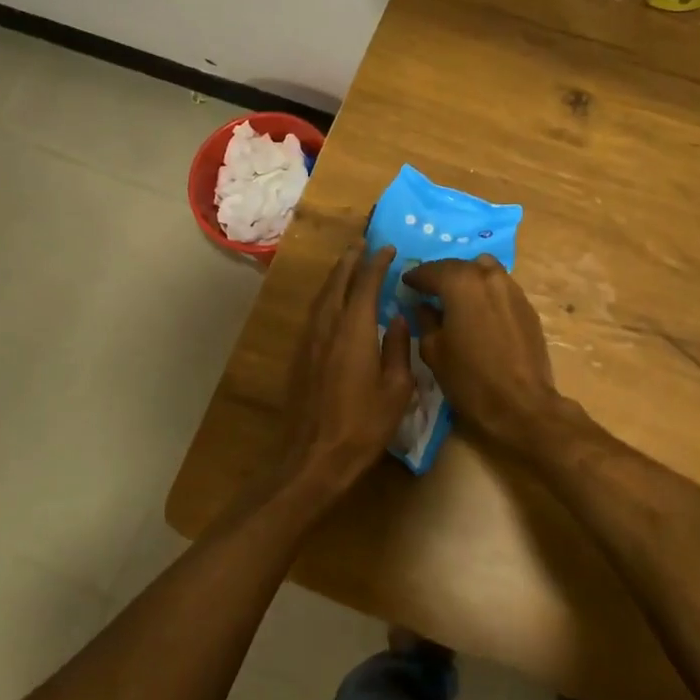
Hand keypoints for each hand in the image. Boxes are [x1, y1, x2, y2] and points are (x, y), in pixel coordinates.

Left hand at [277, 242, 414, 499]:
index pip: (366, 283)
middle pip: (338, 281)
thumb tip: (400, 319)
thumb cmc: (363, 425)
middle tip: (363, 243)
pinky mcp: (300, 354)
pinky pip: (316, 311)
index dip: (378, 263)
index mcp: (355, 329)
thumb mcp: (397, 389)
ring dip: (337, 275)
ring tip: (349, 263)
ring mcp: (310, 339)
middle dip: (351, 259)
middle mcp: (328, 324)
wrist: (313, 457)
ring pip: (323, 294)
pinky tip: (334, 301)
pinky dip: (328, 295)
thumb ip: (399, 348)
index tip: (389, 248)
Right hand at [403, 256, 560, 451]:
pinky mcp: (527, 305)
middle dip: (441, 275)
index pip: (431, 270)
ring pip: (484, 270)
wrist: (521, 405)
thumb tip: (424, 306)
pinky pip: (500, 286)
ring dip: (467, 278)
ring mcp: (512, 288)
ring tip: (456, 297)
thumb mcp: (433, 351)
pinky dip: (486, 291)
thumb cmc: (469, 379)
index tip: (406, 283)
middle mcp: (488, 276)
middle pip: (459, 266)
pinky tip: (480, 310)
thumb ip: (425, 320)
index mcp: (461, 283)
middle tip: (428, 290)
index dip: (415, 277)